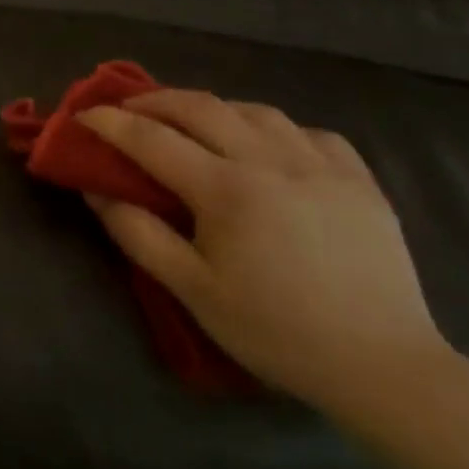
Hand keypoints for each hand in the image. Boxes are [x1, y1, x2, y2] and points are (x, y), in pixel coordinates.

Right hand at [76, 92, 452, 416]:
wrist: (383, 367)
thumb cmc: (275, 331)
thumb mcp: (192, 291)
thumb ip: (138, 234)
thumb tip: (97, 191)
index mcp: (226, 190)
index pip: (152, 138)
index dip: (111, 122)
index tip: (84, 116)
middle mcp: (271, 162)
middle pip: (200, 107)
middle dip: (155, 100)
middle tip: (129, 108)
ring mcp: (321, 166)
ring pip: (255, 110)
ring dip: (212, 109)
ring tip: (194, 122)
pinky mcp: (360, 180)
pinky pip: (309, 132)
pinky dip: (275, 129)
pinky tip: (268, 147)